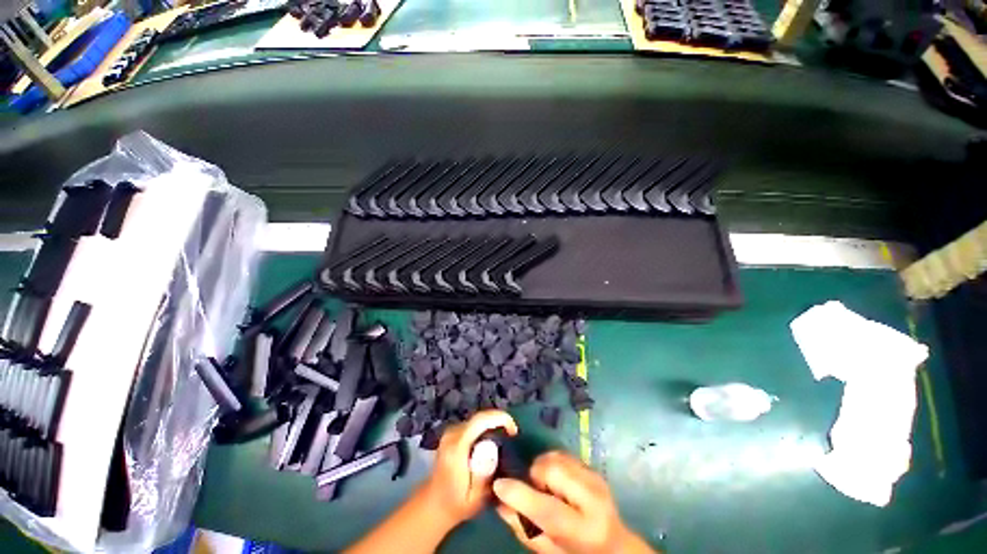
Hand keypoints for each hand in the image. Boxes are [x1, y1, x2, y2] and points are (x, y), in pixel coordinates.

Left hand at [421, 410, 517, 525]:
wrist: (434, 504)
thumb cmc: (457, 504)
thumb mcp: (475, 499)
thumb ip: (484, 476)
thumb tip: (496, 452)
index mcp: (456, 447)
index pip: (480, 420)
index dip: (500, 418)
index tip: (514, 431)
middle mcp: (452, 434)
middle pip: (480, 417)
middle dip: (499, 421)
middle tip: (513, 435)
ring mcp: (451, 431)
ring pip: (477, 419)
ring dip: (493, 423)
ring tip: (507, 437)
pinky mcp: (453, 432)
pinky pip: (474, 423)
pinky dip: (486, 427)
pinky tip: (494, 439)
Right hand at [492, 451, 653, 553]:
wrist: (615, 544)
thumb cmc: (578, 552)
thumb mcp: (551, 551)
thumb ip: (525, 529)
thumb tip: (499, 502)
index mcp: (584, 530)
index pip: (548, 509)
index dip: (520, 495)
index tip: (499, 484)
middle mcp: (593, 498)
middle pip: (553, 469)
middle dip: (535, 475)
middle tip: (535, 490)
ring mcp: (594, 478)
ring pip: (556, 456)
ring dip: (543, 467)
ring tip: (547, 486)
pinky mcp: (592, 468)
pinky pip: (562, 454)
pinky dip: (552, 463)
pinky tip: (556, 480)